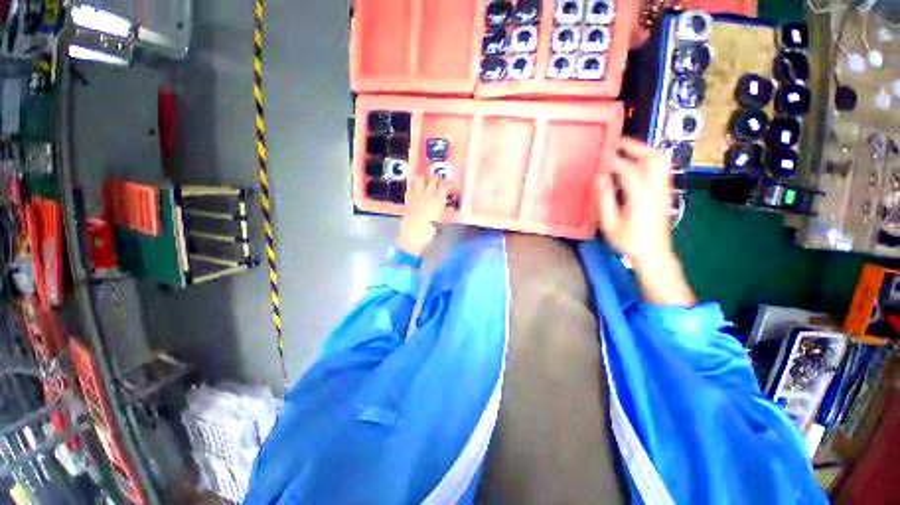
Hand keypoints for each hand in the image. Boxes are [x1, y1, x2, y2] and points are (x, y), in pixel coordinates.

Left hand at [396, 176, 449, 256]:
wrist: (412, 237)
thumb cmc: (428, 232)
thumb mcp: (440, 222)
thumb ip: (442, 210)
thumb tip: (444, 204)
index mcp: (438, 201)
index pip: (445, 186)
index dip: (448, 184)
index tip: (449, 186)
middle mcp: (427, 196)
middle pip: (433, 179)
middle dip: (438, 178)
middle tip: (439, 181)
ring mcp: (416, 196)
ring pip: (420, 179)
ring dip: (425, 179)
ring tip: (427, 182)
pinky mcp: (408, 199)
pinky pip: (410, 186)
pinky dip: (414, 184)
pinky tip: (416, 188)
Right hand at [596, 138, 695, 304]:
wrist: (654, 253)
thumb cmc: (628, 241)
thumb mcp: (610, 223)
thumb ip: (605, 198)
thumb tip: (600, 177)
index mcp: (641, 197)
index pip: (629, 170)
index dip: (614, 161)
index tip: (601, 156)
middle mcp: (656, 190)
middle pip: (652, 159)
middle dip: (635, 147)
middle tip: (617, 143)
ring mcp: (664, 191)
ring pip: (661, 162)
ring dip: (644, 151)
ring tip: (627, 149)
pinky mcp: (665, 194)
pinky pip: (662, 170)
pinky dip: (650, 160)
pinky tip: (639, 163)